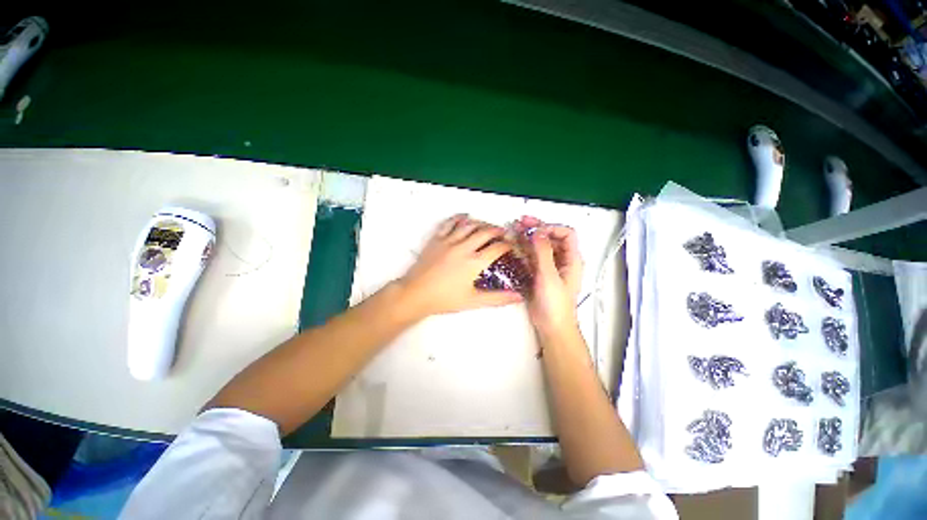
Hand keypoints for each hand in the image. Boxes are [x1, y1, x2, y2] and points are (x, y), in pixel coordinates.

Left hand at [397, 214, 522, 317]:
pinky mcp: (437, 239)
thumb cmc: (444, 299)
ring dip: (482, 223)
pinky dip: (459, 218)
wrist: (416, 294)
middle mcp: (463, 247)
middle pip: (486, 232)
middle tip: (503, 233)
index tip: (512, 246)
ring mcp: (449, 241)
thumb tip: (518, 297)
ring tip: (488, 226)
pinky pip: (449, 224)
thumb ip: (497, 298)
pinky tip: (465, 218)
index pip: (497, 248)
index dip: (508, 245)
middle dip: (498, 231)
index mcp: (474, 262)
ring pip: (469, 225)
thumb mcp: (473, 300)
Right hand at [516, 216, 583, 335]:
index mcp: (572, 260)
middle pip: (551, 237)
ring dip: (528, 238)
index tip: (535, 229)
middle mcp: (562, 260)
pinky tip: (515, 247)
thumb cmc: (556, 305)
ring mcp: (549, 267)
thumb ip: (543, 252)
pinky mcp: (539, 273)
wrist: (551, 326)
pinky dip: (524, 250)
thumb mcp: (549, 276)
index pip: (566, 234)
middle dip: (536, 228)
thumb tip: (538, 232)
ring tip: (514, 231)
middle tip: (521, 222)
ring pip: (540, 246)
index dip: (551, 228)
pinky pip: (532, 257)